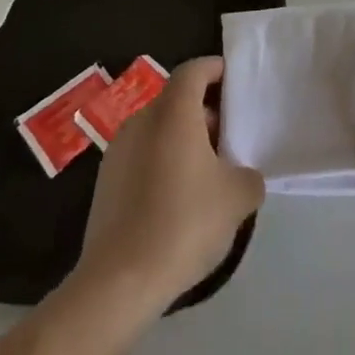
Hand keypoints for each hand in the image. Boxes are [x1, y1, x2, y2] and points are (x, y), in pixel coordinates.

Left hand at [76, 57, 264, 311]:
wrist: (118, 283)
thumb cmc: (183, 224)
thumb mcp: (238, 197)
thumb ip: (249, 175)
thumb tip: (242, 176)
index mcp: (173, 112)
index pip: (194, 70)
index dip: (216, 70)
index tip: (236, 86)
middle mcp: (141, 121)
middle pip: (177, 100)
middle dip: (205, 112)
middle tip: (230, 138)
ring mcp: (117, 152)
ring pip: (158, 130)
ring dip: (184, 141)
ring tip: (208, 174)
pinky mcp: (105, 184)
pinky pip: (142, 157)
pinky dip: (163, 164)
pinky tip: (179, 201)